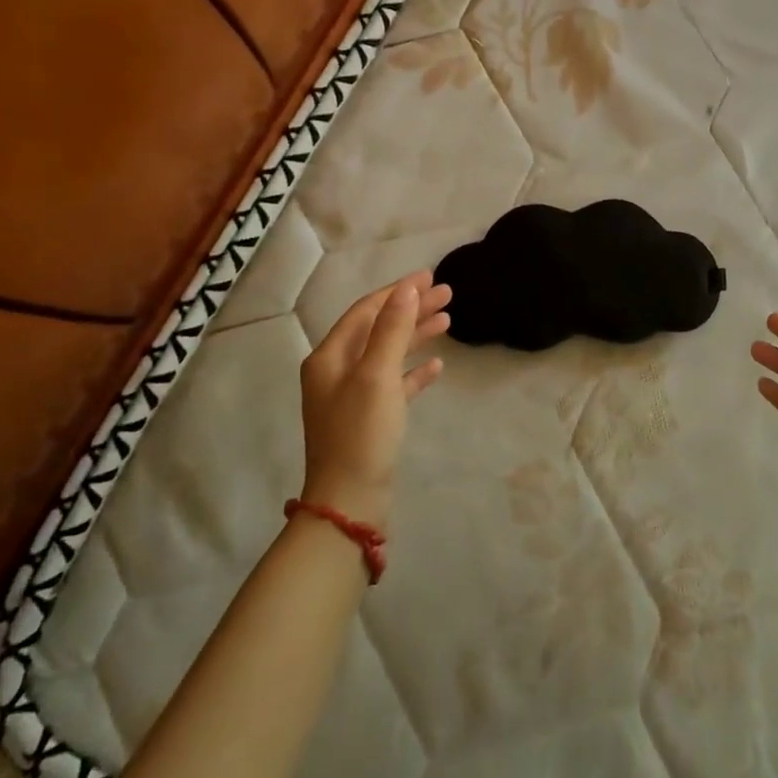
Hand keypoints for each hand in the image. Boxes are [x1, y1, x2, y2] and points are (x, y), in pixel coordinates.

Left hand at [298, 270, 450, 530]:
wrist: (350, 501)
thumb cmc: (361, 433)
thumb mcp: (377, 375)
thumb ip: (392, 329)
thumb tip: (406, 288)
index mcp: (329, 357)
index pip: (366, 311)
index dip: (398, 291)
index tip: (430, 276)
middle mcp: (337, 371)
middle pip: (378, 329)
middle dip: (411, 309)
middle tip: (447, 293)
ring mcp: (353, 396)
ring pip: (389, 354)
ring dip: (416, 335)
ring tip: (448, 319)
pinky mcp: (370, 418)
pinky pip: (395, 384)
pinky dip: (414, 371)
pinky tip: (438, 365)